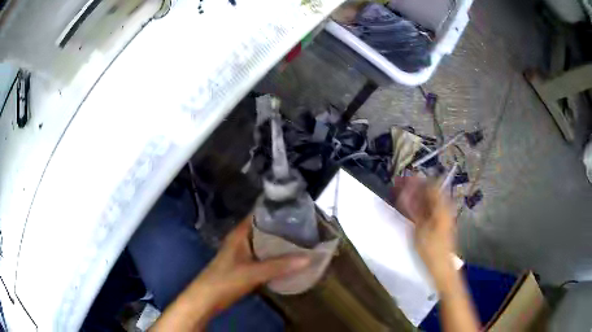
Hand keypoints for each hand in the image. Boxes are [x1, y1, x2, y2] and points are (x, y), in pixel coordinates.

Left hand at [152, 216, 310, 330]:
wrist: (207, 299)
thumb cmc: (225, 281)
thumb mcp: (253, 272)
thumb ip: (279, 266)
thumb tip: (309, 258)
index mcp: (240, 234)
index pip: (259, 214)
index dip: (276, 210)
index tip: (298, 209)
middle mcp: (241, 240)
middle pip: (264, 228)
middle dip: (282, 227)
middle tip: (306, 226)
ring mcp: (242, 253)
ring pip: (264, 242)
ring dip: (280, 242)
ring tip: (302, 239)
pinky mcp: (244, 265)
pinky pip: (263, 255)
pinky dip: (275, 255)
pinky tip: (289, 258)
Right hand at [394, 177, 454, 274]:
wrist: (442, 266)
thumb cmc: (431, 249)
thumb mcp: (420, 229)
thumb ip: (413, 208)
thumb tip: (405, 192)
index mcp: (442, 207)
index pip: (430, 185)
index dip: (416, 180)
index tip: (402, 179)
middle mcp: (444, 207)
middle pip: (429, 192)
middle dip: (414, 187)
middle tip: (398, 187)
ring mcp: (442, 216)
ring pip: (428, 200)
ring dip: (415, 196)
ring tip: (400, 196)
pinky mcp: (439, 223)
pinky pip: (428, 209)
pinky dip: (418, 207)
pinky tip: (408, 209)